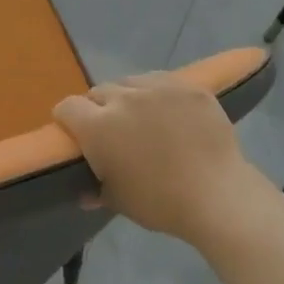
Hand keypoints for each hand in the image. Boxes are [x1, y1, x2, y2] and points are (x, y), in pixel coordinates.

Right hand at [53, 73, 265, 244]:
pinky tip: (169, 112)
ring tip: (141, 117)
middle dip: (98, 108)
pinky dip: (158, 93)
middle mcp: (123, 98)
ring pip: (131, 82)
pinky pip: (163, 81)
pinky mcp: (189, 87)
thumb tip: (85, 194)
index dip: (67, 119)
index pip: (67, 107)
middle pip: (99, 91)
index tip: (74, 133)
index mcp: (98, 127)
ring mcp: (159, 88)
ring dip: (128, 96)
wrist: (216, 195)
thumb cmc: (159, 202)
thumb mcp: (119, 201)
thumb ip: (97, 190)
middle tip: (111, 130)